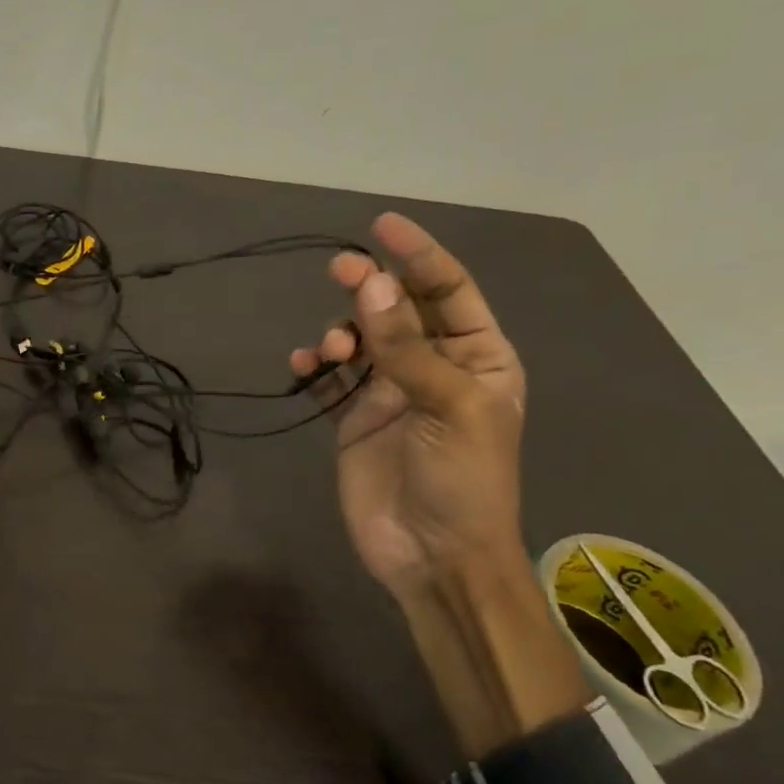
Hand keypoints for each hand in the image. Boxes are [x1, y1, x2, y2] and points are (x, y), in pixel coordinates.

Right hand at [289, 213, 527, 596]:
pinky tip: (304, 367)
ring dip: (342, 333)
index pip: (448, 291)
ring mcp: (390, 393)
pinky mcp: (353, 420)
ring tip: (331, 352)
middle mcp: (434, 366)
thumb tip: (369, 282)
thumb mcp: (449, 406)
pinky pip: (330, 381)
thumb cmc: (464, 480)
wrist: (435, 557)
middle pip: (398, 309)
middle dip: (370, 286)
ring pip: (360, 340)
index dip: (418, 255)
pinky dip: (315, 367)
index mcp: (478, 357)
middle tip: (339, 269)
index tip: (381, 226)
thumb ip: (405, 346)